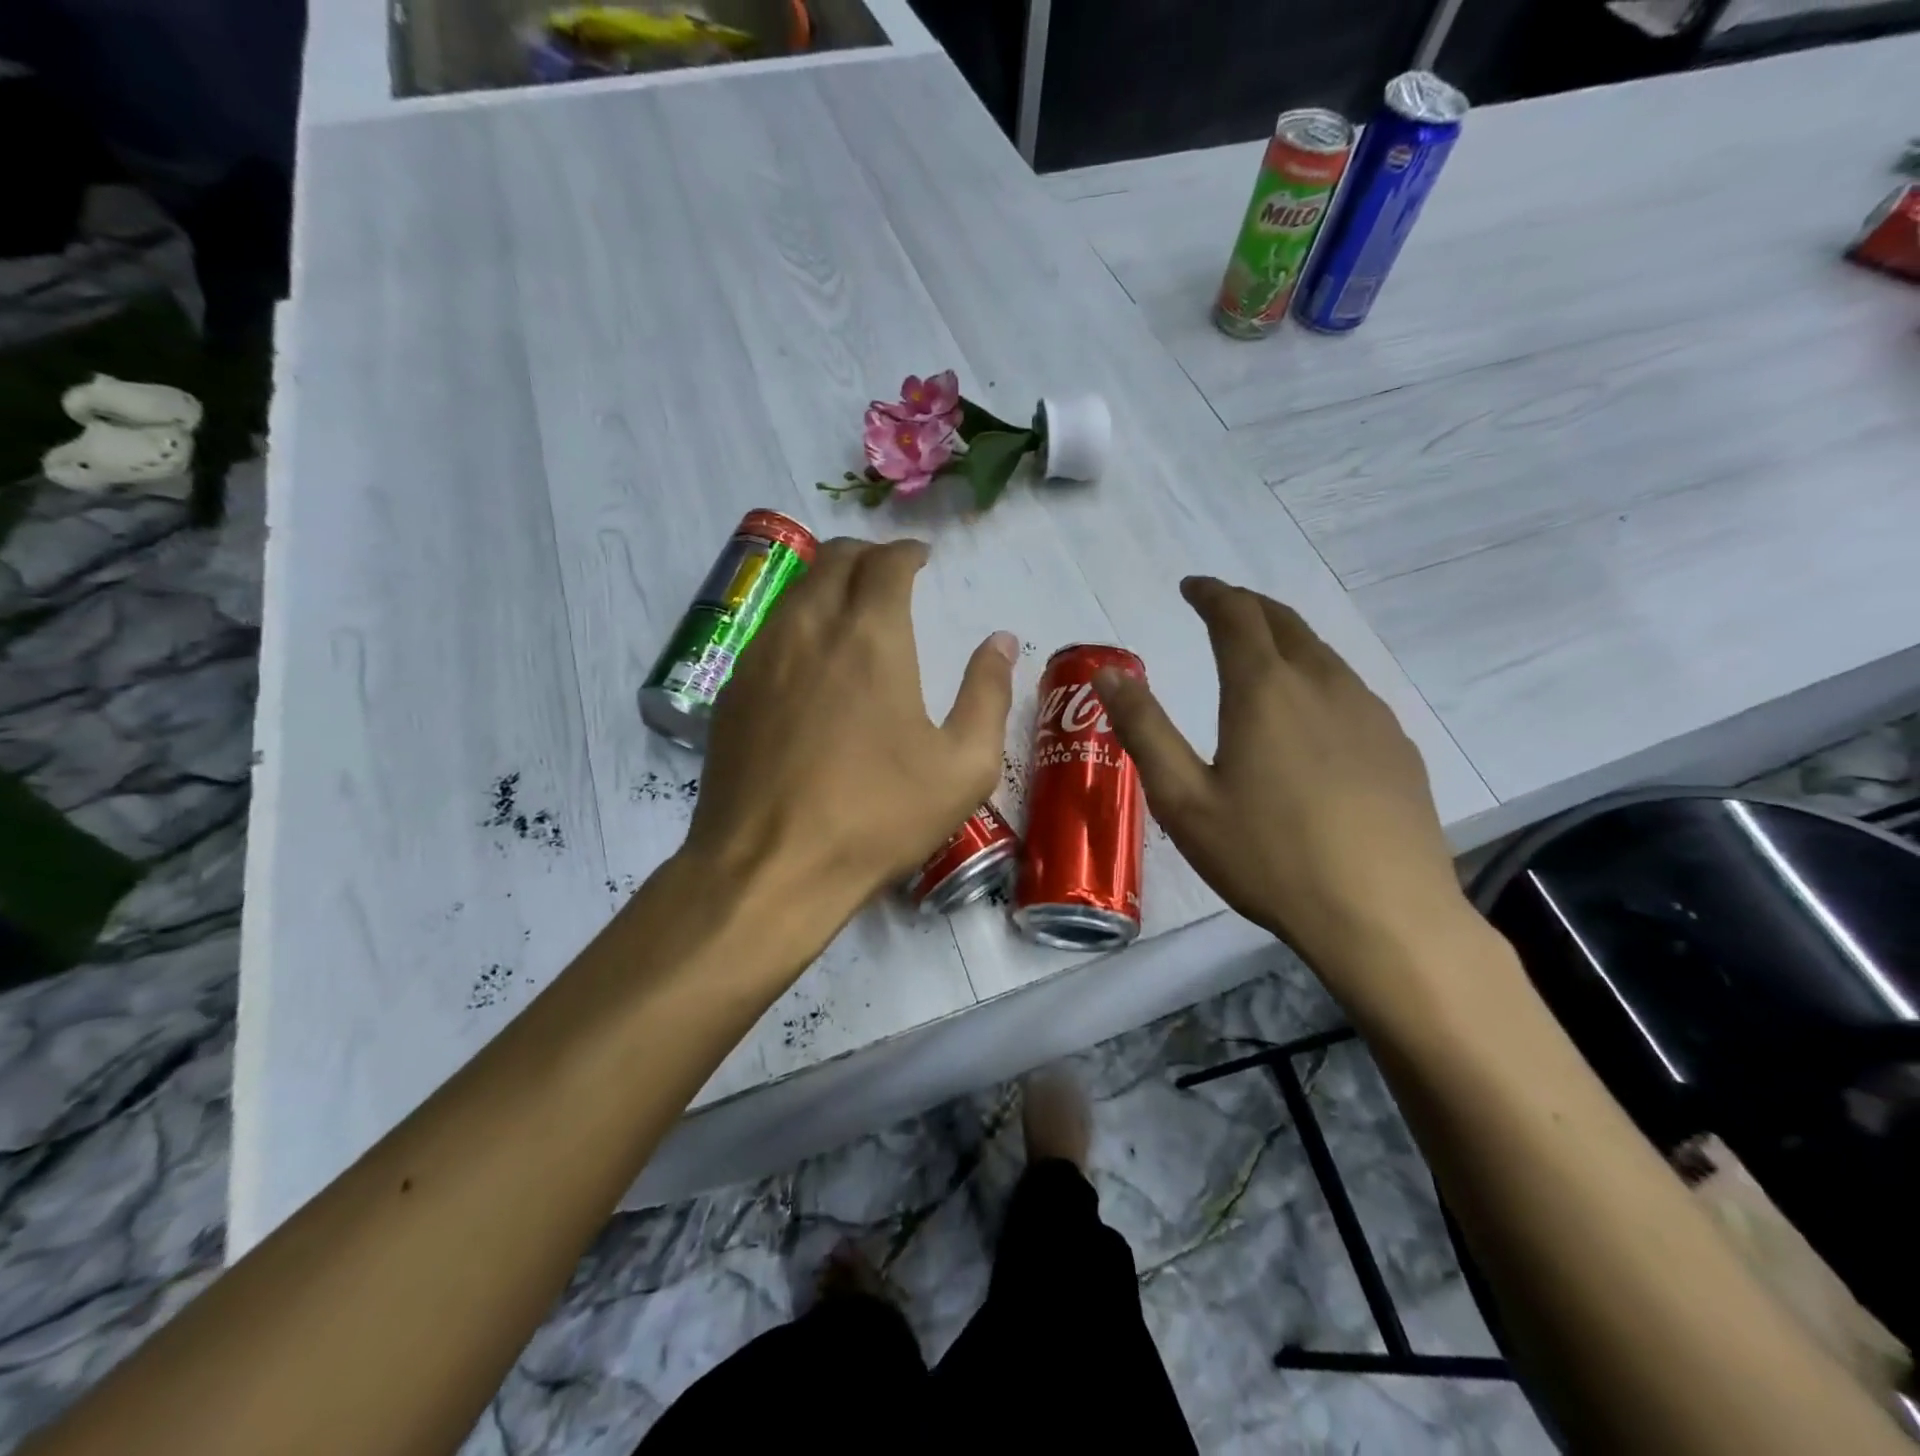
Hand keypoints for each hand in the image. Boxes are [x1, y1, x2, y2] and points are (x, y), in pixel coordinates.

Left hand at [682, 537, 1016, 942]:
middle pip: (833, 559)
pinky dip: (797, 621)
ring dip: (827, 583)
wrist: (770, 868)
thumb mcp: (962, 766)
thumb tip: (1000, 642)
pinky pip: (768, 629)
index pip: (885, 562)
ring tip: (850, 609)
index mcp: (870, 637)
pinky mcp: (731, 691)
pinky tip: (809, 659)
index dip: (906, 552)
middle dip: (866, 555)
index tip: (922, 559)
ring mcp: (761, 657)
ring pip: (794, 590)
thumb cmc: (877, 816)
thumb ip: (987, 694)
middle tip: (889, 575)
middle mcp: (809, 628)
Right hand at [1094, 577, 1474, 1013]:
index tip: (1192, 587)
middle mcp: (1321, 684)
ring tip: (1260, 654)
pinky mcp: (1396, 746)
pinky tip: (1310, 715)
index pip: (1236, 615)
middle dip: (1248, 606)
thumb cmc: (1268, 857)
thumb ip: (1145, 729)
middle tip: (1221, 608)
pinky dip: (1317, 678)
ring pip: (1321, 654)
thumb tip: (1109, 673)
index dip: (1211, 593)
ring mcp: (1368, 713)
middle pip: (1284, 622)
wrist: (1384, 915)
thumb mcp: (1184, 800)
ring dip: (1285, 640)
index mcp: (1264, 690)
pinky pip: (1349, 690)